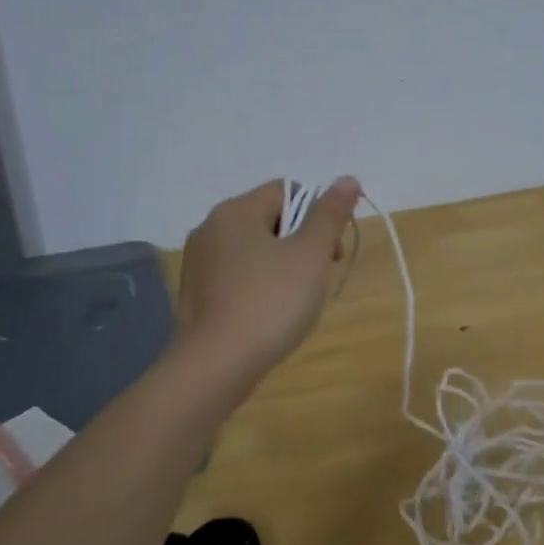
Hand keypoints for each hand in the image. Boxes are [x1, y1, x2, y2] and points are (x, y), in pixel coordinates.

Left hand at [172, 176, 361, 390]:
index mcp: (236, 211)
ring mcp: (198, 262)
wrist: (216, 366)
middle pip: (270, 220)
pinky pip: (237, 276)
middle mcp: (210, 228)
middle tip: (316, 280)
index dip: (317, 216)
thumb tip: (348, 179)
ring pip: (254, 250)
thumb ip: (330, 215)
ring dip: (281, 267)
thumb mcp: (310, 255)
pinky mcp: (195, 293)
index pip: (287, 191)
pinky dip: (258, 287)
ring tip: (293, 303)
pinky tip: (268, 316)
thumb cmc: (270, 303)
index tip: (330, 254)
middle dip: (300, 244)